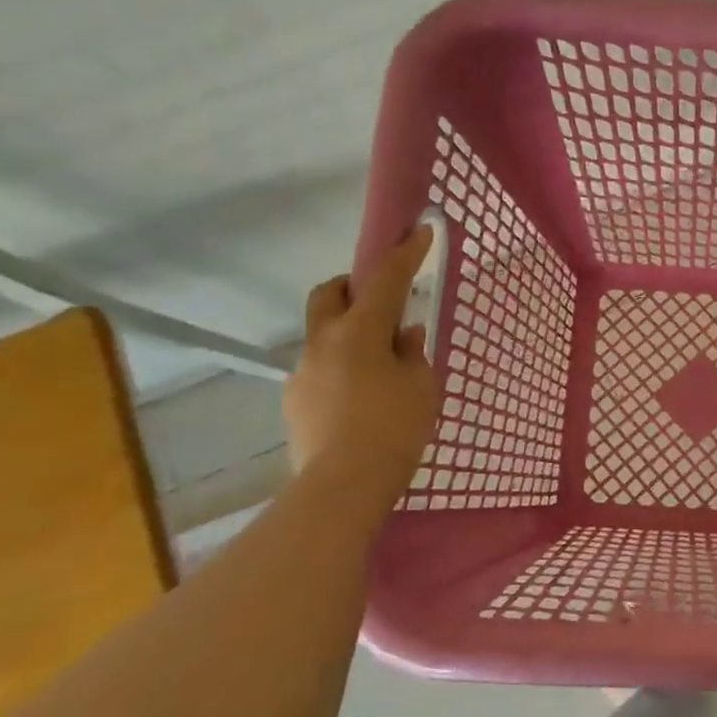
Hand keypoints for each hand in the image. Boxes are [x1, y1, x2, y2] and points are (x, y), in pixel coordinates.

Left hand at [285, 227, 440, 505]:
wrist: (343, 485)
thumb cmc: (394, 429)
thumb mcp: (421, 387)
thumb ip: (413, 354)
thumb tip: (404, 335)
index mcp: (360, 332)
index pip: (384, 279)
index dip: (404, 253)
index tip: (418, 231)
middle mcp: (324, 342)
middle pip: (330, 293)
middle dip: (353, 285)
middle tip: (381, 301)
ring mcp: (303, 371)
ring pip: (324, 334)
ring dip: (349, 333)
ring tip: (378, 365)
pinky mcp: (296, 401)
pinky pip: (321, 368)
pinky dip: (342, 368)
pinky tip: (360, 398)